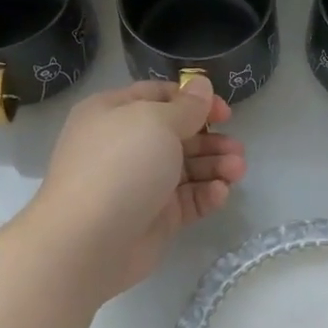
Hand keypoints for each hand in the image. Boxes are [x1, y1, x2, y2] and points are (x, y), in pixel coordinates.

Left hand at [29, 76, 246, 297]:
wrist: (89, 241)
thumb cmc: (121, 166)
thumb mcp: (156, 122)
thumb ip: (186, 106)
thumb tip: (202, 86)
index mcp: (114, 113)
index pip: (158, 96)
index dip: (193, 100)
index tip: (224, 112)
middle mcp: (126, 146)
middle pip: (177, 134)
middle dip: (211, 139)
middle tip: (237, 148)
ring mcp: (140, 183)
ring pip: (186, 168)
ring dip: (216, 166)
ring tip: (238, 170)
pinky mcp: (154, 217)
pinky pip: (186, 200)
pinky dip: (206, 194)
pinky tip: (221, 193)